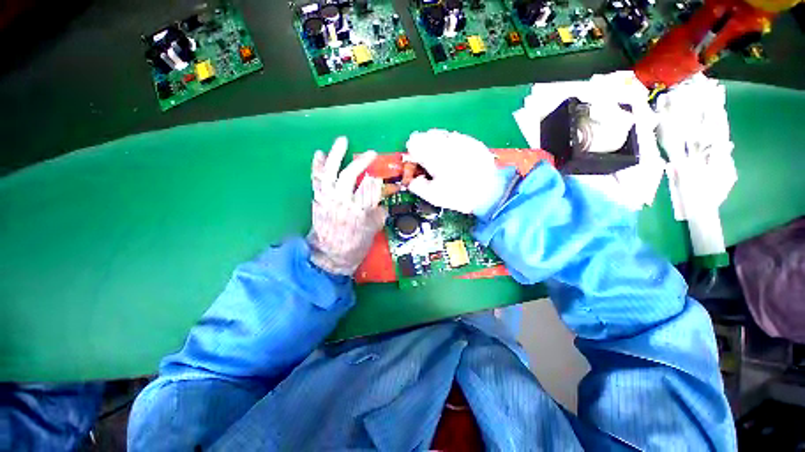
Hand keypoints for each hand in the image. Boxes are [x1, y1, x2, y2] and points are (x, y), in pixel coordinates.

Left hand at [307, 137, 386, 275]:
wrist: (329, 256)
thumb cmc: (355, 245)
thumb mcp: (373, 231)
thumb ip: (377, 212)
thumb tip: (380, 197)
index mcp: (358, 212)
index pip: (368, 189)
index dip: (375, 181)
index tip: (379, 175)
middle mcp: (341, 202)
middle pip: (349, 176)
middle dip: (360, 163)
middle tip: (371, 154)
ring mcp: (327, 199)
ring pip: (331, 173)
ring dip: (336, 155)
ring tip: (342, 140)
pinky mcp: (318, 200)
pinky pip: (317, 180)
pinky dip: (318, 166)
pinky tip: (320, 154)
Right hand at [405, 129, 509, 214]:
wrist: (489, 193)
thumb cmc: (459, 195)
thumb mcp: (434, 196)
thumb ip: (418, 186)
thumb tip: (412, 180)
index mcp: (433, 156)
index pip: (414, 143)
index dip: (412, 151)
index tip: (415, 158)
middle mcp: (446, 144)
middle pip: (427, 135)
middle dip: (424, 145)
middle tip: (427, 158)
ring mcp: (461, 141)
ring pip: (442, 133)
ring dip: (437, 142)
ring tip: (441, 155)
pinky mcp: (473, 142)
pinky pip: (457, 137)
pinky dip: (452, 144)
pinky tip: (456, 155)